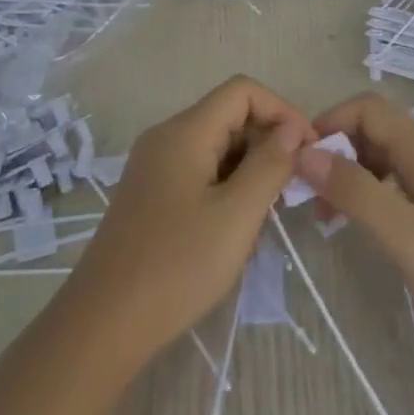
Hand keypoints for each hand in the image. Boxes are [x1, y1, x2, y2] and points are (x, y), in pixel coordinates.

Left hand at [66, 76, 314, 365]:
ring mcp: (154, 166)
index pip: (243, 91)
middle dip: (268, 142)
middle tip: (293, 188)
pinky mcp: (150, 194)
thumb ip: (270, 165)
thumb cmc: (177, 265)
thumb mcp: (237, 215)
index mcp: (184, 132)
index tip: (308, 150)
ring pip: (216, 146)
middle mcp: (165, 137)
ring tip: (269, 212)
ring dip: (250, 168)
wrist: (104, 323)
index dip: (282, 110)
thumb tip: (292, 129)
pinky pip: (199, 171)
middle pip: (228, 116)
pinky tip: (237, 226)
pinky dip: (227, 185)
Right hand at [297, 93, 413, 364]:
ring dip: (357, 172)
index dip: (330, 122)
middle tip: (313, 196)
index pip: (368, 108)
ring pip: (391, 155)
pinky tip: (372, 217)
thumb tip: (305, 153)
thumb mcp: (402, 233)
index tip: (303, 161)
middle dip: (339, 152)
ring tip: (333, 213)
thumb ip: (354, 189)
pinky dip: (380, 188)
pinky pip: (407, 178)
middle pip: (378, 129)